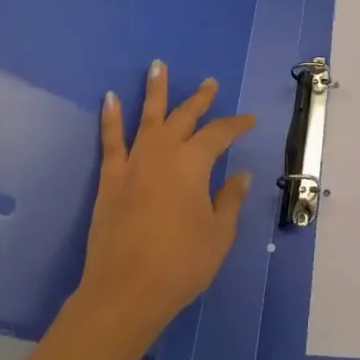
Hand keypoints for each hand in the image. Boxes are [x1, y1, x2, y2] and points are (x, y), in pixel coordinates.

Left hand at [75, 61, 255, 352]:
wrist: (124, 293)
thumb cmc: (180, 264)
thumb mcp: (218, 235)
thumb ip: (229, 200)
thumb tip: (240, 175)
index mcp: (193, 164)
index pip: (219, 134)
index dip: (236, 125)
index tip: (249, 120)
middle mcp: (164, 153)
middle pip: (184, 117)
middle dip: (200, 99)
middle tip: (209, 83)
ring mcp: (134, 163)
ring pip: (148, 118)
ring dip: (155, 91)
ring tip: (156, 66)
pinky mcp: (110, 179)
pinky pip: (111, 141)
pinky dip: (111, 118)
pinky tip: (110, 99)